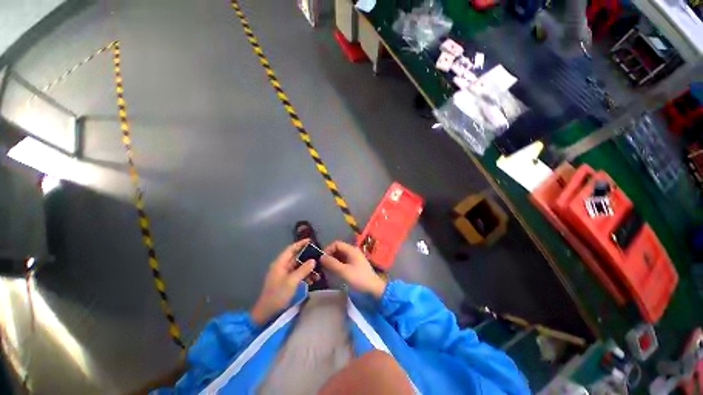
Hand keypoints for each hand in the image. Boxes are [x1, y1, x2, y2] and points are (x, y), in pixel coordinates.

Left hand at [251, 239, 314, 324]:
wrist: (267, 314)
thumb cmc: (277, 295)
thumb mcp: (292, 281)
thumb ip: (303, 269)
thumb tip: (313, 260)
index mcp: (280, 264)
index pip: (291, 249)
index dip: (300, 244)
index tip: (311, 241)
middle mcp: (282, 267)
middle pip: (296, 257)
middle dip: (307, 256)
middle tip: (319, 256)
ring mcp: (285, 275)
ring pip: (299, 267)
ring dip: (308, 268)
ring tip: (319, 270)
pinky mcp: (288, 283)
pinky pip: (299, 275)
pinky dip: (306, 276)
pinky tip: (313, 280)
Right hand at [321, 241, 385, 298]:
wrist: (374, 289)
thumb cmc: (359, 278)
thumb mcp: (344, 271)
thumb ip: (332, 263)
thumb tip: (321, 257)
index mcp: (351, 250)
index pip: (336, 244)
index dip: (328, 249)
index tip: (322, 259)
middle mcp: (353, 251)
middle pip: (338, 249)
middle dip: (330, 255)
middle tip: (323, 265)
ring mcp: (355, 258)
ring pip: (340, 255)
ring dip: (333, 260)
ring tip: (327, 269)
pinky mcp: (355, 264)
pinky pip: (344, 260)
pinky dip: (338, 264)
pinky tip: (334, 271)